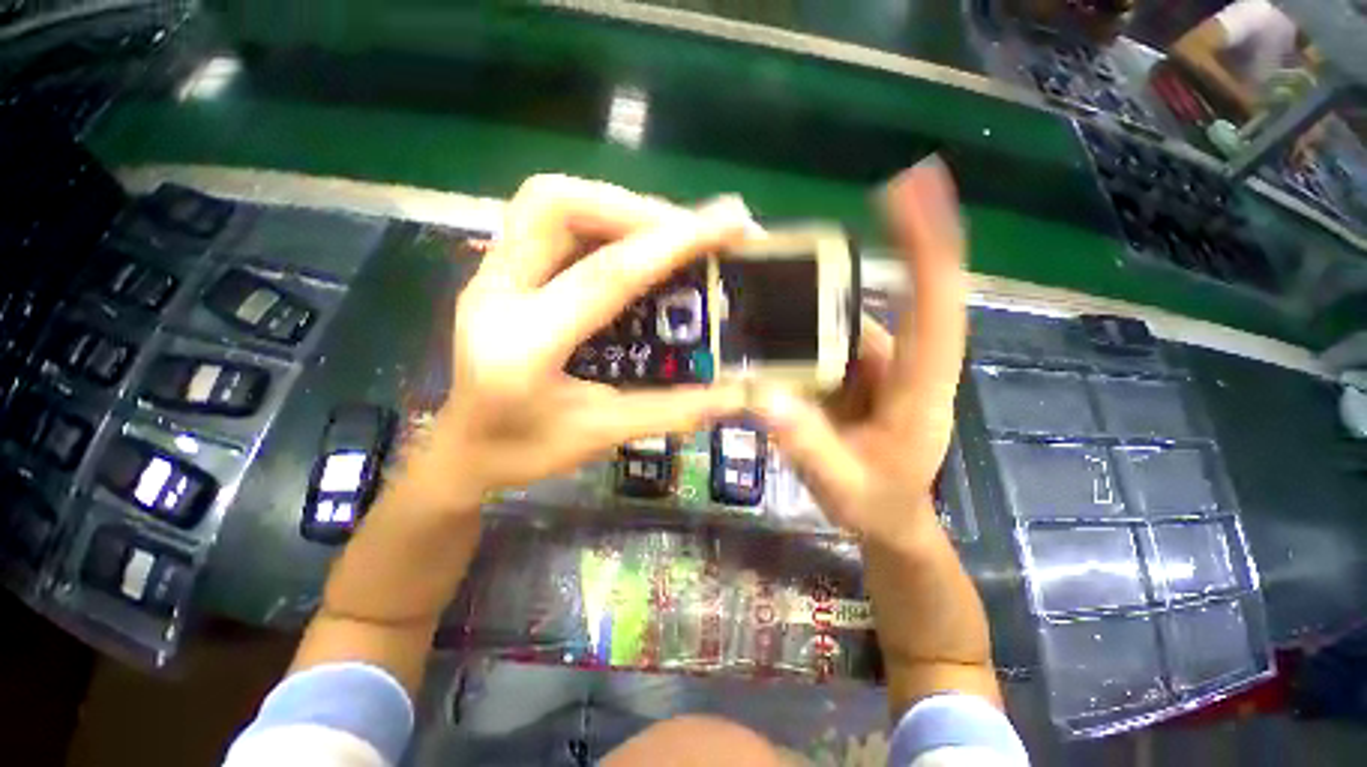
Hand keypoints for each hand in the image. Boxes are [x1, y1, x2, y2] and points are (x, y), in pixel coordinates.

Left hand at [411, 175, 752, 511]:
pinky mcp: (496, 273)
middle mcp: (494, 294)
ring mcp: (488, 276)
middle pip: (555, 205)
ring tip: (664, 232)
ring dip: (614, 206)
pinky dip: (598, 220)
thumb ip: (673, 411)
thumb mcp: (604, 435)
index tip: (729, 222)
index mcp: (524, 345)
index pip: (607, 276)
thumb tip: (737, 394)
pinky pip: (546, 221)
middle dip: (633, 206)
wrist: (462, 452)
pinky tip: (629, 245)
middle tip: (687, 230)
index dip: (672, 243)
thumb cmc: (526, 452)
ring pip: (546, 201)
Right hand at [754, 159, 966, 547]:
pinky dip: (801, 325)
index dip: (928, 244)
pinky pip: (828, 338)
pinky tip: (765, 323)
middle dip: (869, 250)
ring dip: (815, 296)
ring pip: (849, 317)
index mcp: (919, 388)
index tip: (912, 186)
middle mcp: (905, 363)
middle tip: (810, 225)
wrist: (887, 519)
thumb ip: (809, 447)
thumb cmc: (877, 505)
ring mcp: (879, 365)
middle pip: (892, 296)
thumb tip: (763, 396)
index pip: (936, 306)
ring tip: (765, 279)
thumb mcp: (843, 488)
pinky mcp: (855, 372)